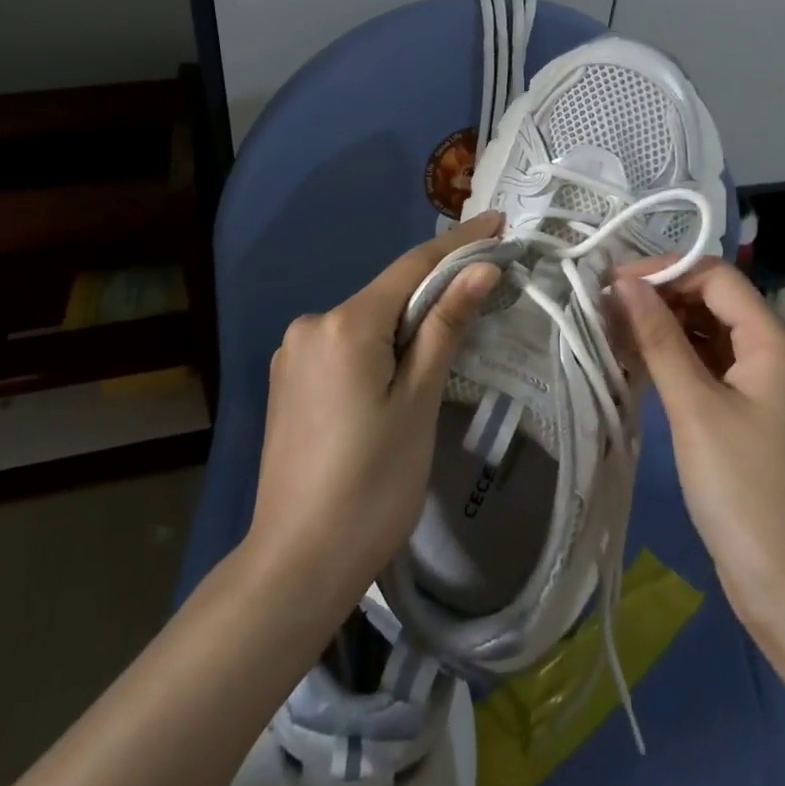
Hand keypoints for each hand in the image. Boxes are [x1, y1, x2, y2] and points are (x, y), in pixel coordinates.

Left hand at [246, 211, 503, 614]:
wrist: (296, 565)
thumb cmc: (372, 485)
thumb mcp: (418, 402)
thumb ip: (446, 326)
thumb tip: (480, 268)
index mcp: (345, 324)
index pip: (412, 266)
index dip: (458, 243)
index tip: (496, 220)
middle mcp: (311, 324)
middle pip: (388, 293)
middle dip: (436, 287)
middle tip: (487, 283)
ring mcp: (293, 354)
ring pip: (367, 321)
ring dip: (408, 321)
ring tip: (450, 335)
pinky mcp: (288, 381)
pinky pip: (346, 345)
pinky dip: (380, 345)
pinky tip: (400, 370)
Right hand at [609, 259, 784, 619]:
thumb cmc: (743, 488)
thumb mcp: (695, 407)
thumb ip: (659, 338)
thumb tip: (625, 283)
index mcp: (771, 339)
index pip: (715, 276)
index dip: (665, 270)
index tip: (613, 281)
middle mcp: (769, 350)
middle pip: (710, 299)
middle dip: (659, 296)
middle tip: (604, 306)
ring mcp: (757, 381)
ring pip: (704, 331)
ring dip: (661, 326)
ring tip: (610, 329)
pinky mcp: (742, 409)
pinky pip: (704, 363)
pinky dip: (671, 356)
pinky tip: (634, 360)